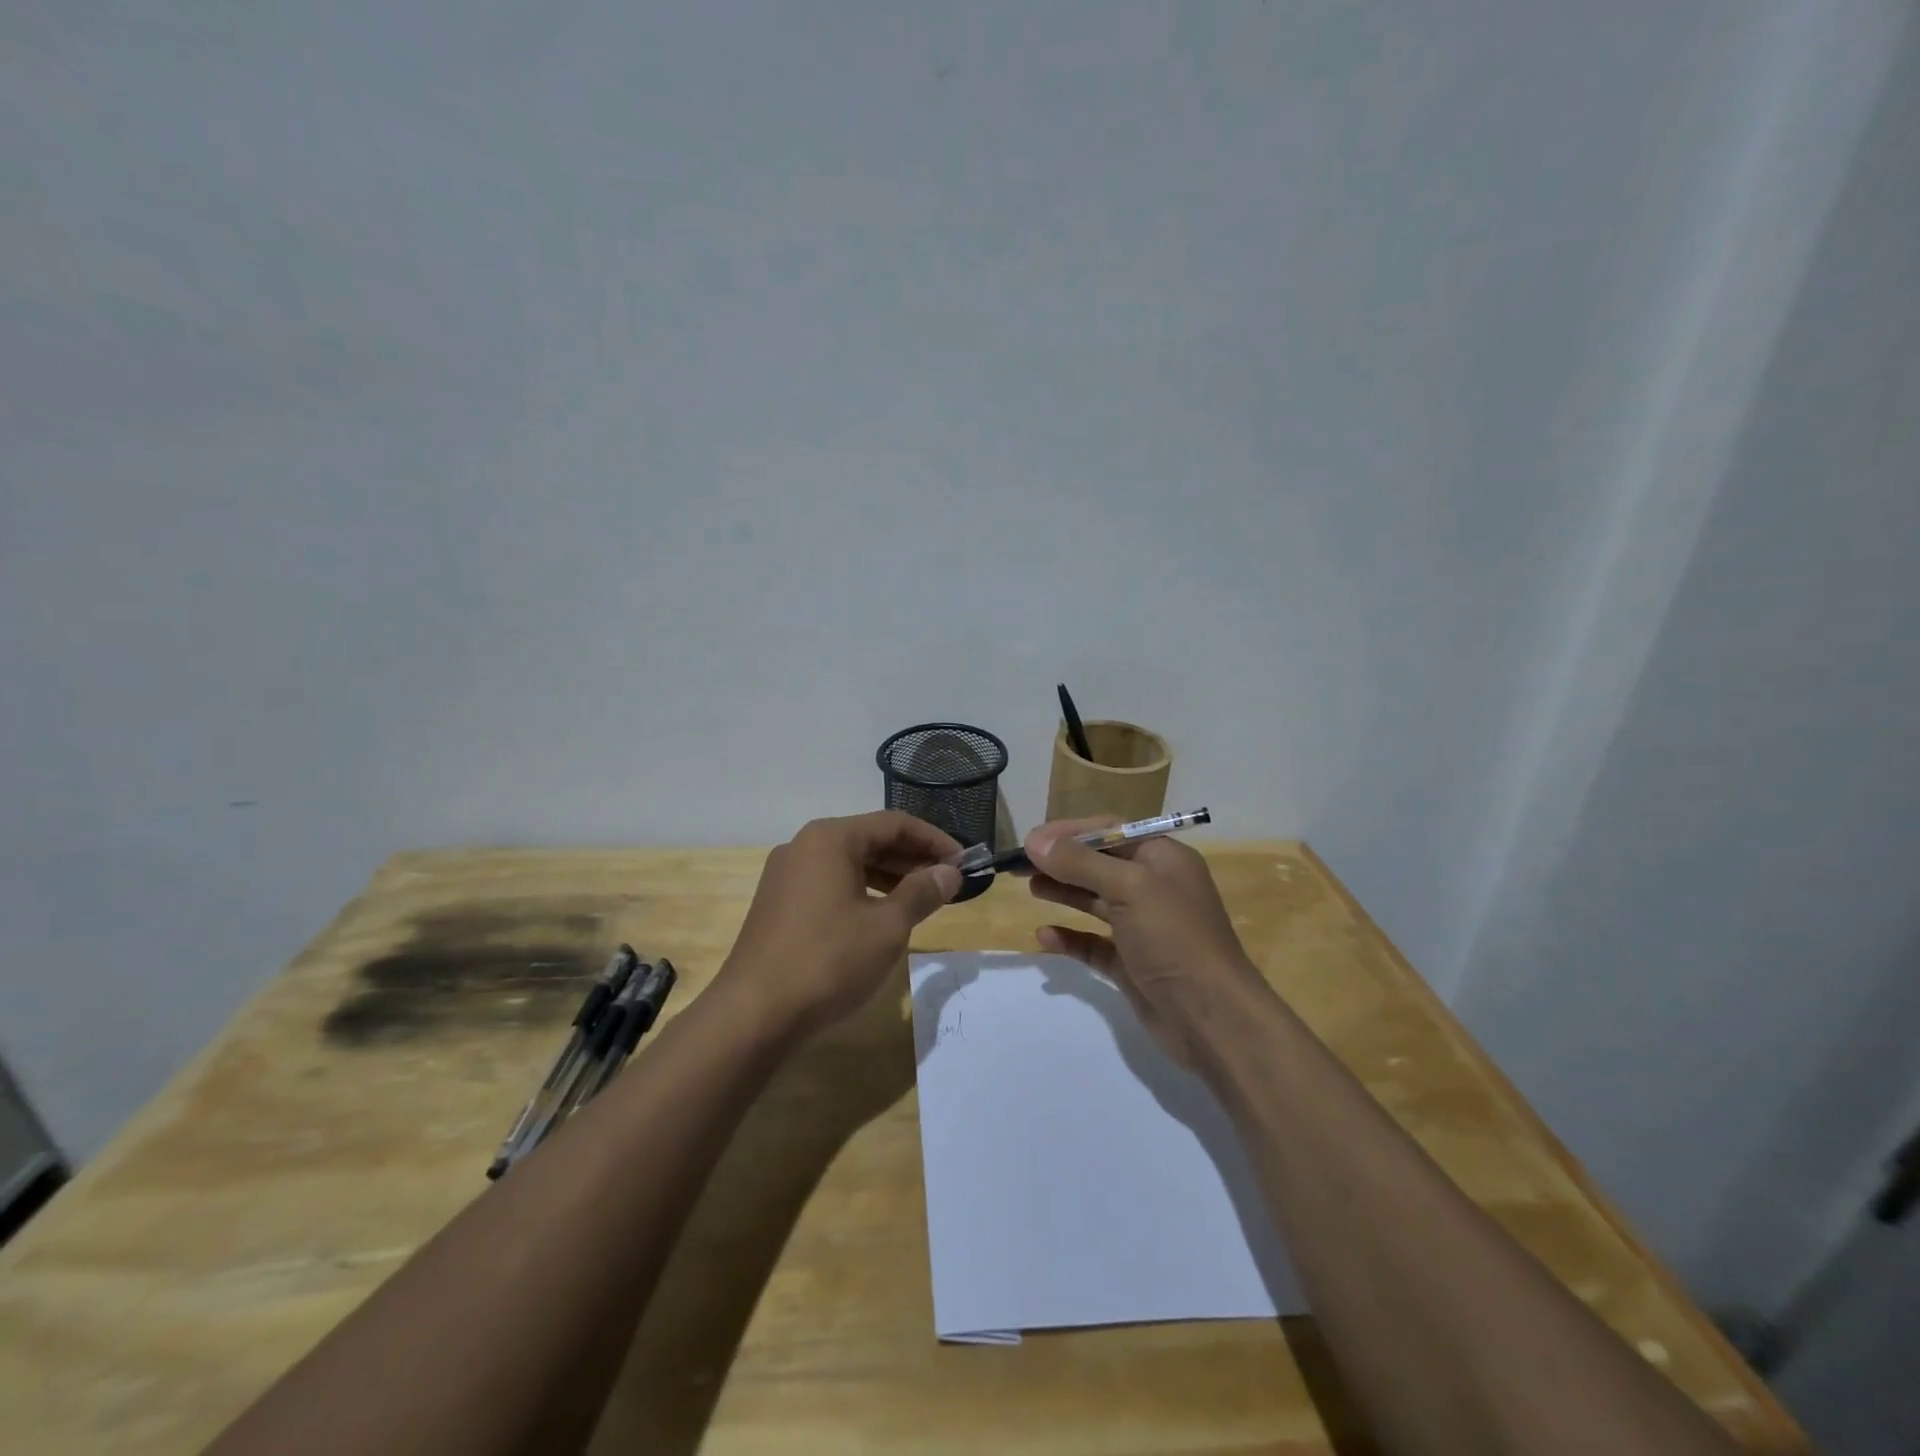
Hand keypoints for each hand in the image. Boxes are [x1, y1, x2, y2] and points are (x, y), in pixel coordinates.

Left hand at [717, 812, 964, 1037]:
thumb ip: (921, 893)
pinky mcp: (778, 904)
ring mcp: (786, 875)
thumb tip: (949, 873)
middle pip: (870, 839)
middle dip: (912, 858)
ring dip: (889, 876)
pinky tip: (881, 916)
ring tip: (923, 899)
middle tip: (948, 882)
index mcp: (830, 839)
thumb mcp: (887, 927)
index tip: (964, 862)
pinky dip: (862, 892)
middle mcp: (804, 846)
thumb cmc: (828, 961)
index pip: (894, 824)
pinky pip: (830, 884)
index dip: (934, 840)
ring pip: (850, 863)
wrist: (753, 1015)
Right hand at [1026, 817, 1275, 1066]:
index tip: (1032, 840)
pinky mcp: (1131, 963)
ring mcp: (1143, 927)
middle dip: (1061, 861)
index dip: (1071, 832)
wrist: (1212, 1018)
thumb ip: (1080, 863)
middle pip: (1100, 864)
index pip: (1111, 831)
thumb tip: (1035, 841)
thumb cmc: (1174, 938)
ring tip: (1030, 887)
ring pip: (1095, 900)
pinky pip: (1094, 943)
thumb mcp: (1129, 888)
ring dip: (1063, 891)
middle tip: (1019, 864)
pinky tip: (1045, 935)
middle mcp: (1154, 887)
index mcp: (1163, 859)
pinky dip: (1070, 937)